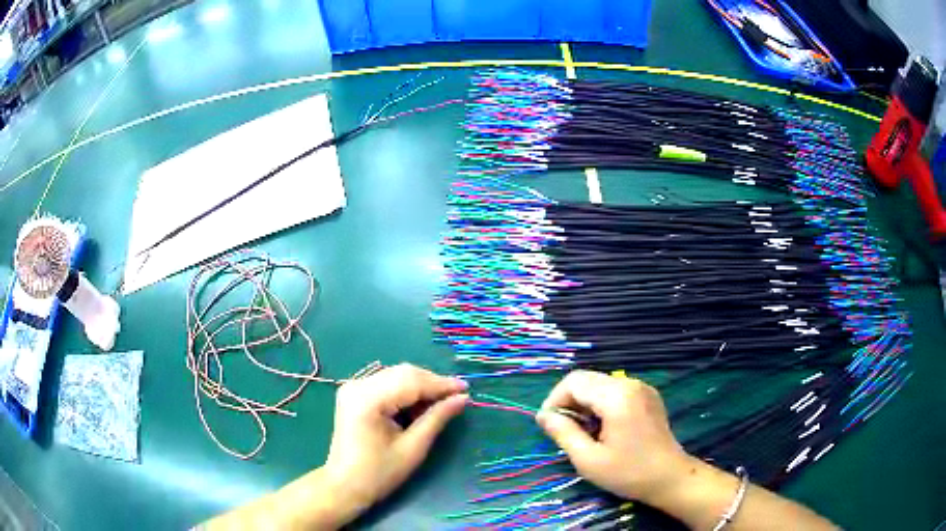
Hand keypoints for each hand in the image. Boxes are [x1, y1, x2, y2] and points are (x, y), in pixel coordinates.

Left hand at [322, 364, 467, 522]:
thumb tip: (462, 398)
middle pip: (403, 373)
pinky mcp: (354, 393)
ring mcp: (353, 387)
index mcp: (368, 399)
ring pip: (396, 375)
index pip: (411, 381)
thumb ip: (436, 418)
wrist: (344, 485)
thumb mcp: (413, 448)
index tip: (467, 389)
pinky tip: (418, 406)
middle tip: (456, 398)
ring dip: (420, 387)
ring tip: (440, 405)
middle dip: (432, 384)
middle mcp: (358, 385)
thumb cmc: (379, 473)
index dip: (441, 384)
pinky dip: (405, 391)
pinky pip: (386, 383)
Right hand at [536, 370, 690, 505]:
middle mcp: (630, 384)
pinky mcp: (648, 395)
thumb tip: (544, 416)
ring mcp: (642, 388)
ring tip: (584, 431)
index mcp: (617, 397)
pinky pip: (615, 390)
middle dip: (568, 401)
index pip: (574, 382)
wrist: (670, 477)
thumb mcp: (588, 459)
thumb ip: (563, 434)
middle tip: (564, 430)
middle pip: (587, 379)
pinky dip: (601, 403)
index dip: (555, 400)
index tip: (548, 425)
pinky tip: (603, 427)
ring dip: (585, 402)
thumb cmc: (628, 473)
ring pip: (600, 383)